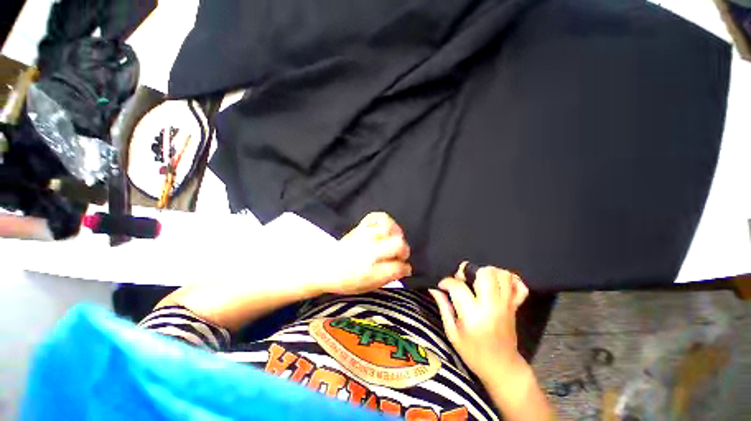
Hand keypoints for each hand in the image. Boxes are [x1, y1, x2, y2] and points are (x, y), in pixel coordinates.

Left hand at [317, 212, 410, 294]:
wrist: (325, 268)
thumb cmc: (346, 280)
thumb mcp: (368, 286)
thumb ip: (389, 277)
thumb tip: (406, 269)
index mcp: (369, 269)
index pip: (397, 266)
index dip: (405, 268)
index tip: (405, 269)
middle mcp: (368, 249)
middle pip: (398, 244)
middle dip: (404, 251)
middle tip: (400, 256)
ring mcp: (364, 235)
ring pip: (389, 228)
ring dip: (397, 236)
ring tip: (395, 241)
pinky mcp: (360, 227)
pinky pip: (377, 217)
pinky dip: (386, 221)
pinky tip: (386, 229)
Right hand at [429, 263, 528, 380]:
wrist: (502, 367)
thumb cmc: (473, 352)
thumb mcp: (452, 332)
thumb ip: (443, 306)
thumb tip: (434, 288)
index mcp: (473, 315)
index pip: (458, 286)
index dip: (446, 282)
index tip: (442, 286)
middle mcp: (492, 306)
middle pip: (485, 273)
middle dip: (469, 271)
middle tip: (462, 280)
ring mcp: (507, 305)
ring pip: (502, 274)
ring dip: (487, 272)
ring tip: (478, 280)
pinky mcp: (516, 306)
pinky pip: (519, 285)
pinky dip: (509, 279)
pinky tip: (497, 284)